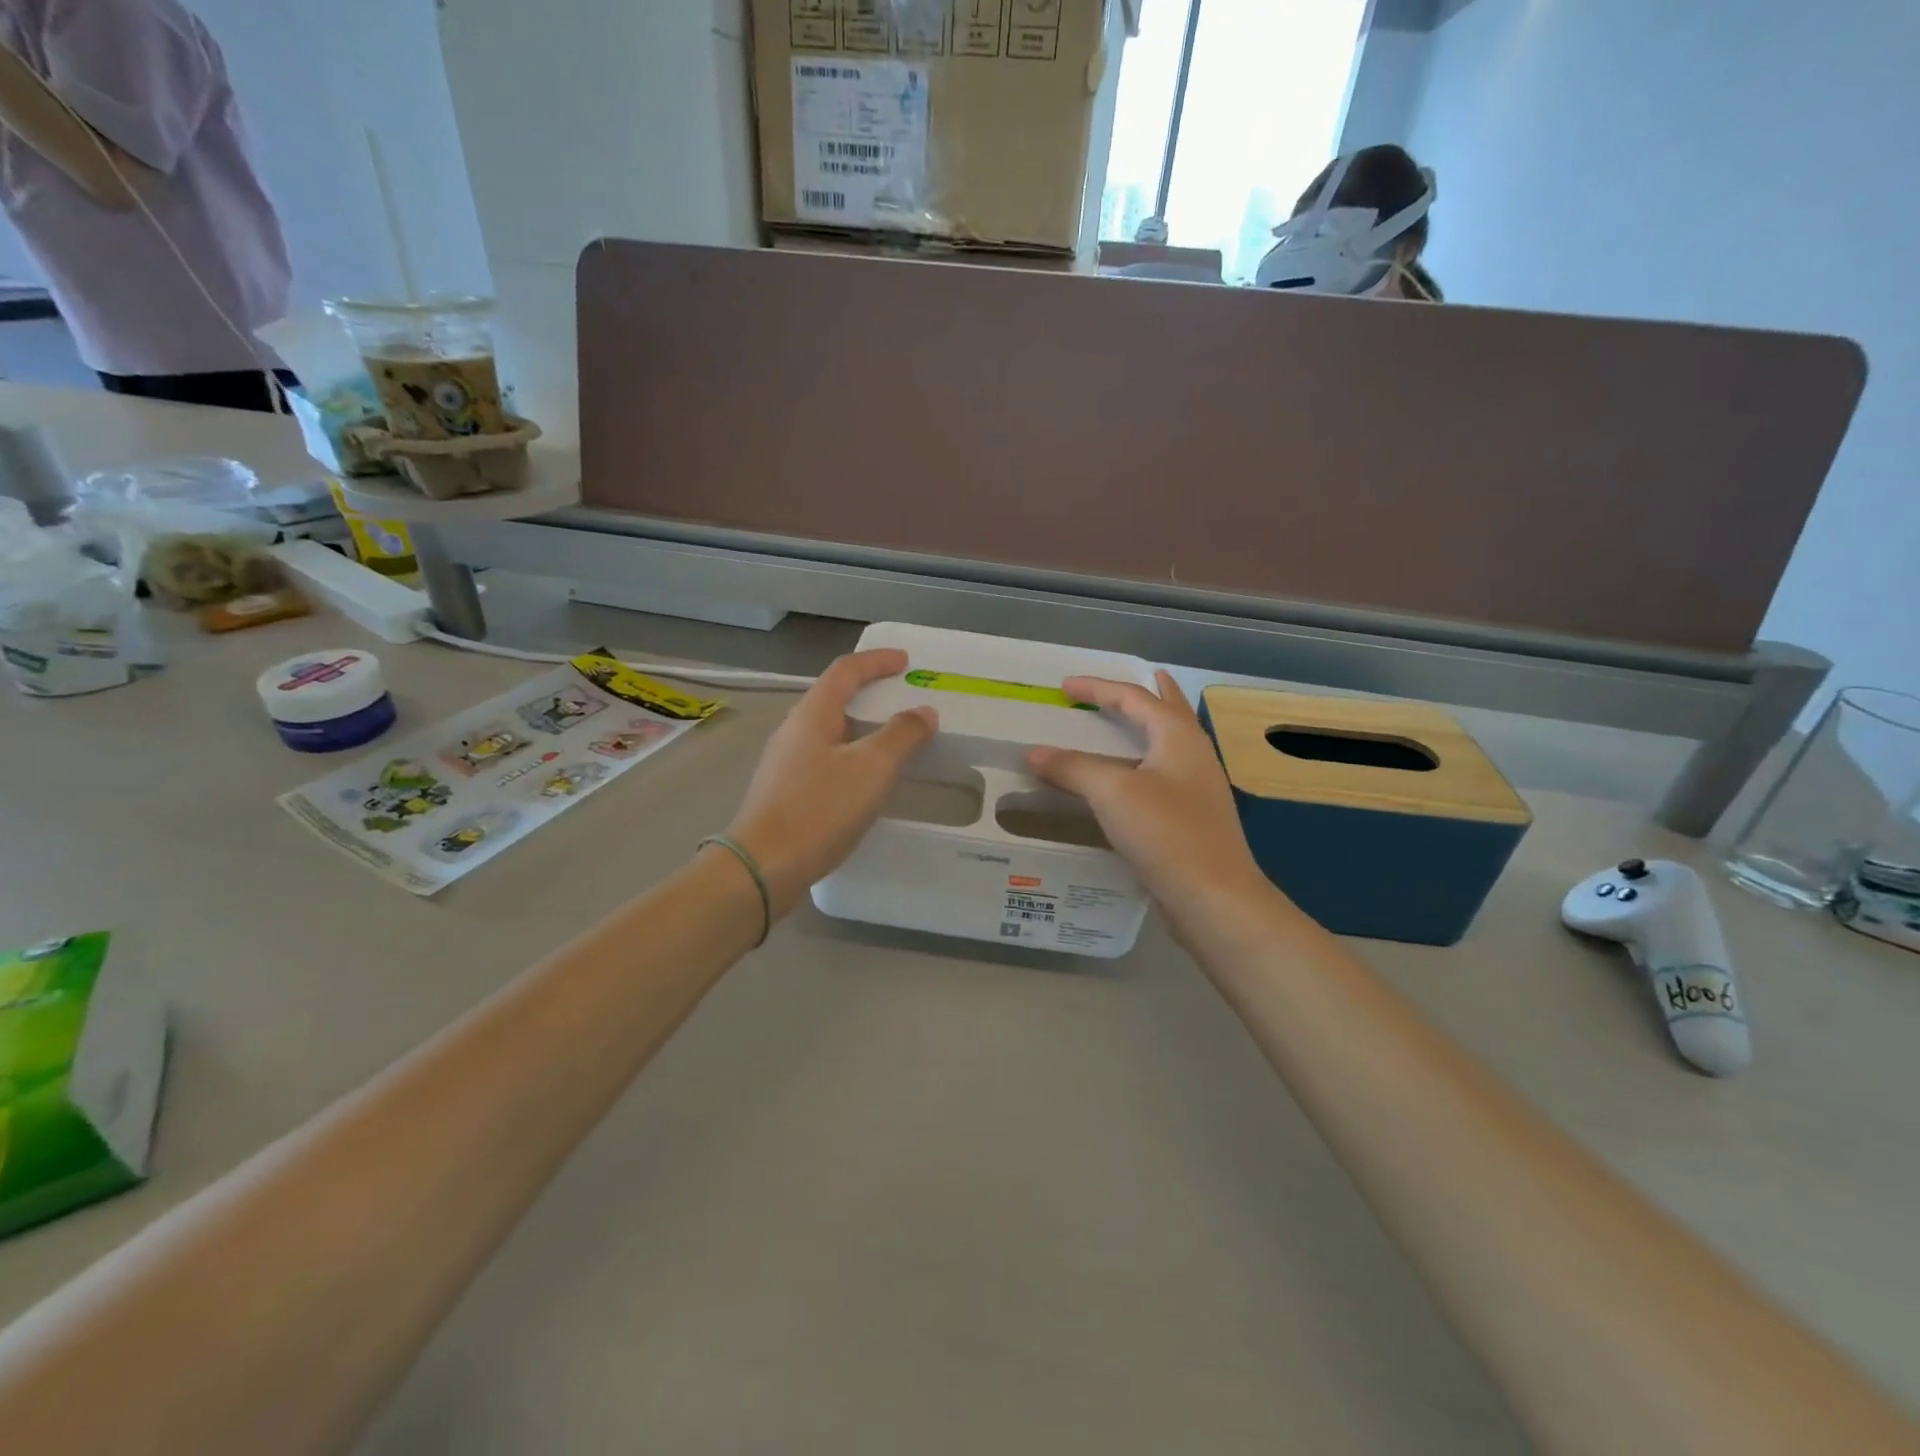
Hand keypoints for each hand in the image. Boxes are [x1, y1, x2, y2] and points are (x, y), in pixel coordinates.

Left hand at [724, 649, 936, 917]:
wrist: (762, 867)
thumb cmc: (819, 810)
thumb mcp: (871, 769)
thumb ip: (901, 735)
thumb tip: (923, 712)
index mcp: (812, 714)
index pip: (846, 671)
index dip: (877, 661)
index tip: (905, 661)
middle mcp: (793, 730)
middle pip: (833, 697)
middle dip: (868, 691)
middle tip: (901, 698)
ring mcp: (784, 761)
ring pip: (828, 730)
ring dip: (860, 725)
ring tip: (890, 738)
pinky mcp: (783, 791)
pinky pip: (824, 757)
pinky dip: (850, 754)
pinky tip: (863, 779)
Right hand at [1028, 672, 1277, 939]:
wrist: (1214, 898)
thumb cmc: (1167, 833)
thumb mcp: (1113, 793)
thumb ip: (1072, 768)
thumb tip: (1034, 752)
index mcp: (1178, 736)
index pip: (1134, 698)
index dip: (1098, 689)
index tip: (1064, 687)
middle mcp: (1194, 754)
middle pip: (1168, 711)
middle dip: (1146, 694)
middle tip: (1125, 684)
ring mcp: (1198, 788)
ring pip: (1169, 743)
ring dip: (1148, 727)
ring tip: (1130, 723)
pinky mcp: (1194, 818)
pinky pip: (1164, 774)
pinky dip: (1143, 763)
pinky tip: (1130, 782)